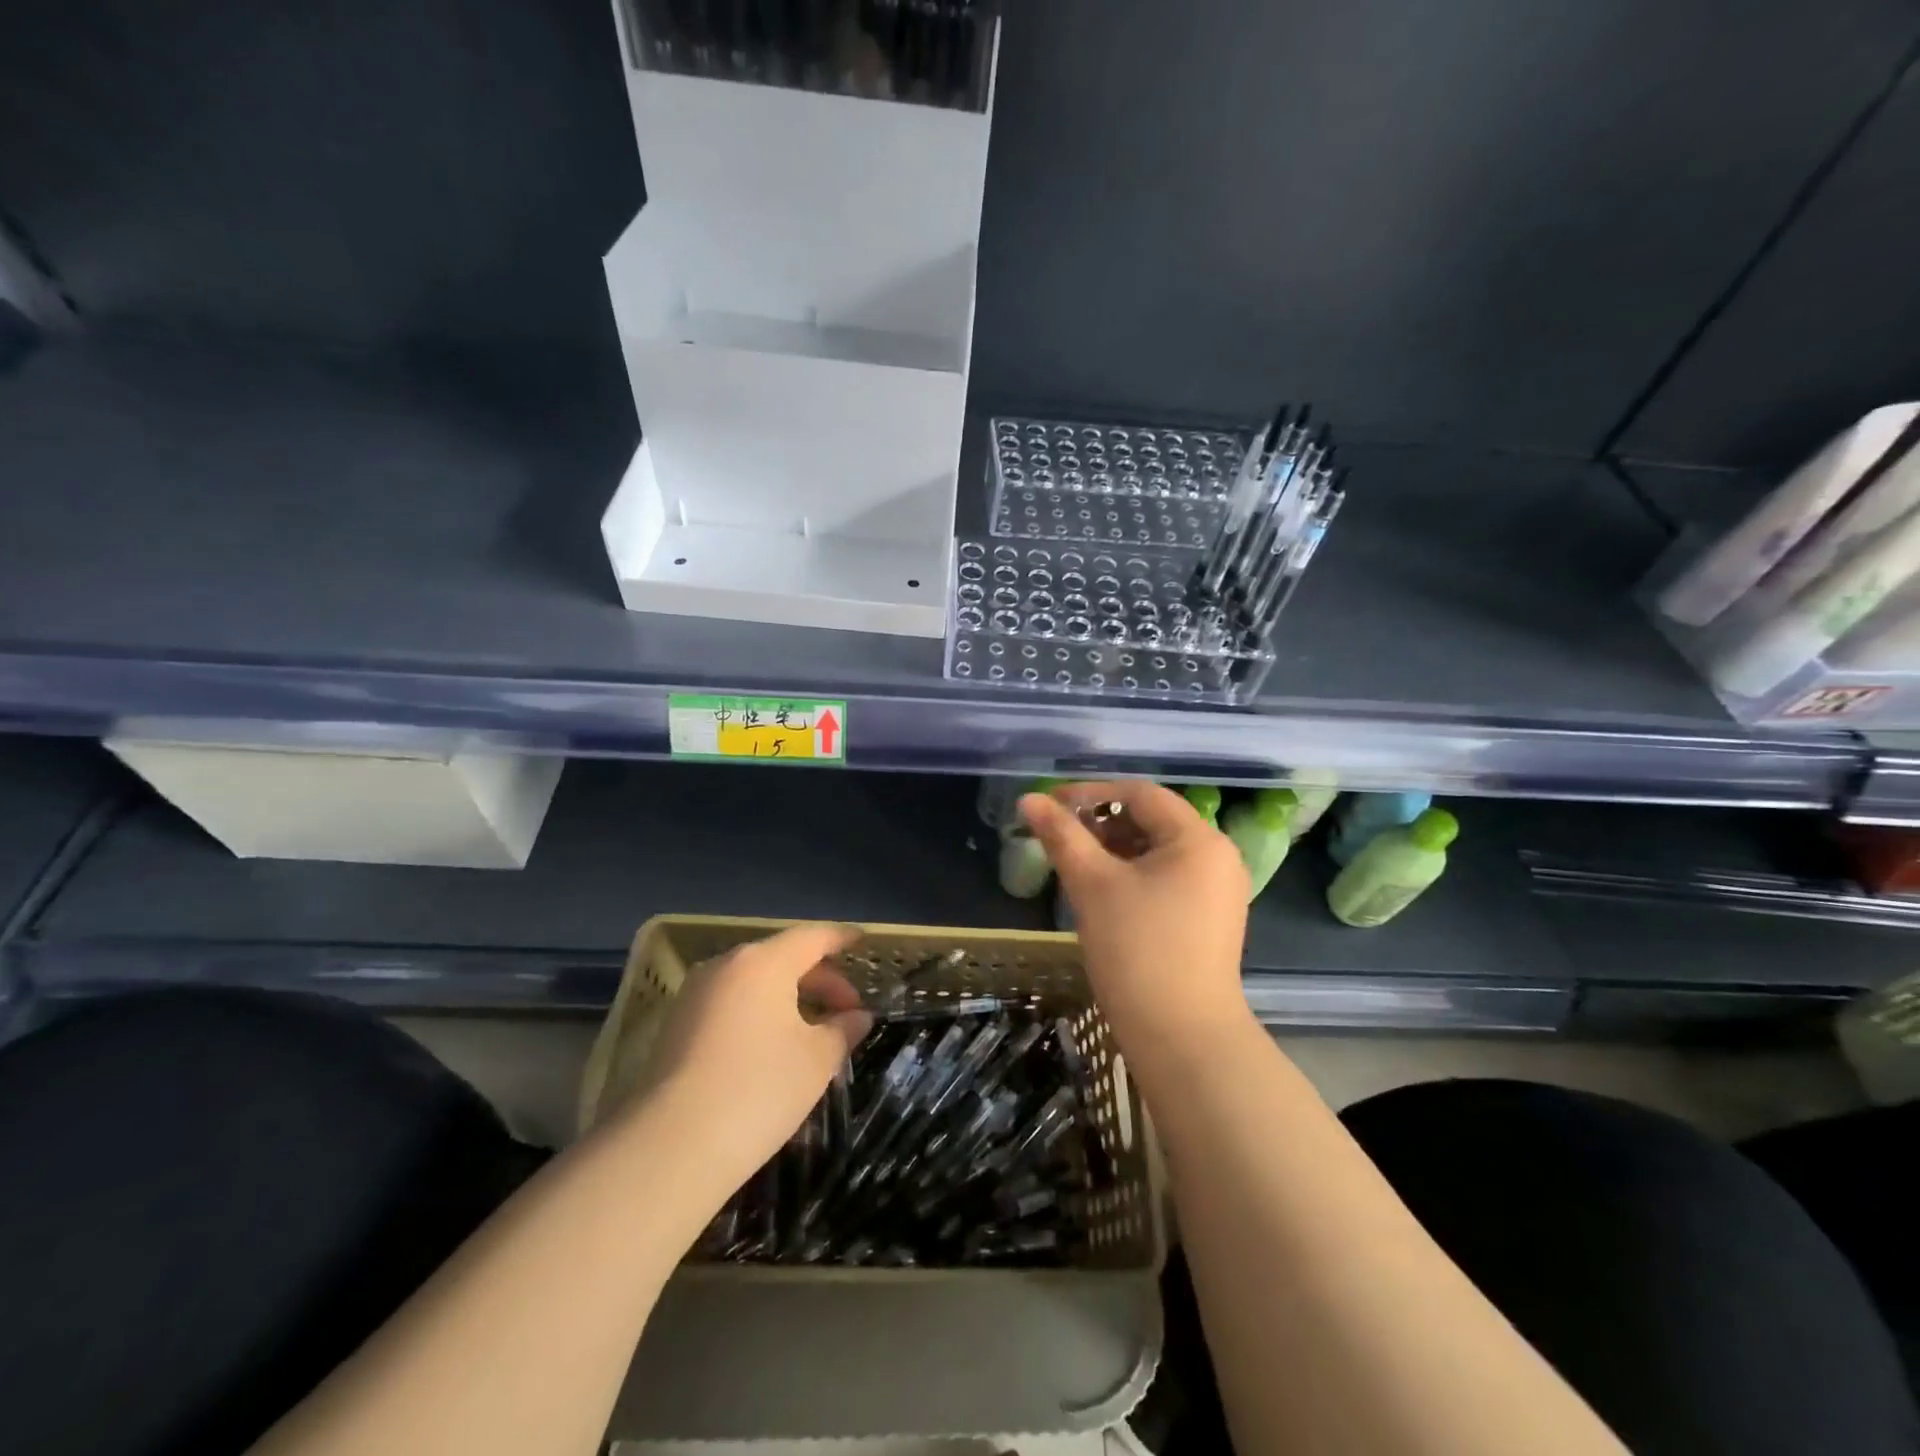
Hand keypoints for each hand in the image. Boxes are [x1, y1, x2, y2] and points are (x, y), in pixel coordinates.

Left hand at [635, 923, 872, 1200]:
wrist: (669, 1147)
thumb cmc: (758, 1089)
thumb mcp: (816, 1060)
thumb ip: (842, 1030)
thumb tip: (857, 1017)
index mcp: (764, 961)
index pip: (813, 937)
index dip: (842, 938)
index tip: (862, 941)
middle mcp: (726, 965)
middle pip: (783, 958)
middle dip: (820, 980)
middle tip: (848, 1011)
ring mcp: (695, 994)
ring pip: (755, 982)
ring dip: (789, 998)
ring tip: (815, 1031)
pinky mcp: (676, 1026)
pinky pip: (731, 1004)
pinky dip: (760, 1013)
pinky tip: (775, 1047)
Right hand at [1020, 782, 1253, 1065]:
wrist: (1183, 1039)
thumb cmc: (1137, 951)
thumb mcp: (1092, 885)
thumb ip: (1061, 836)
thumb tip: (1029, 799)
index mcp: (1199, 839)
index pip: (1140, 794)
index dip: (1091, 793)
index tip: (1050, 805)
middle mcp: (1219, 857)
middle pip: (1152, 820)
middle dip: (1103, 823)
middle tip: (1061, 838)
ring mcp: (1220, 890)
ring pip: (1159, 851)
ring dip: (1116, 850)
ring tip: (1078, 866)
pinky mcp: (1212, 919)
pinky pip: (1169, 878)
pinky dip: (1135, 875)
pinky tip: (1105, 894)